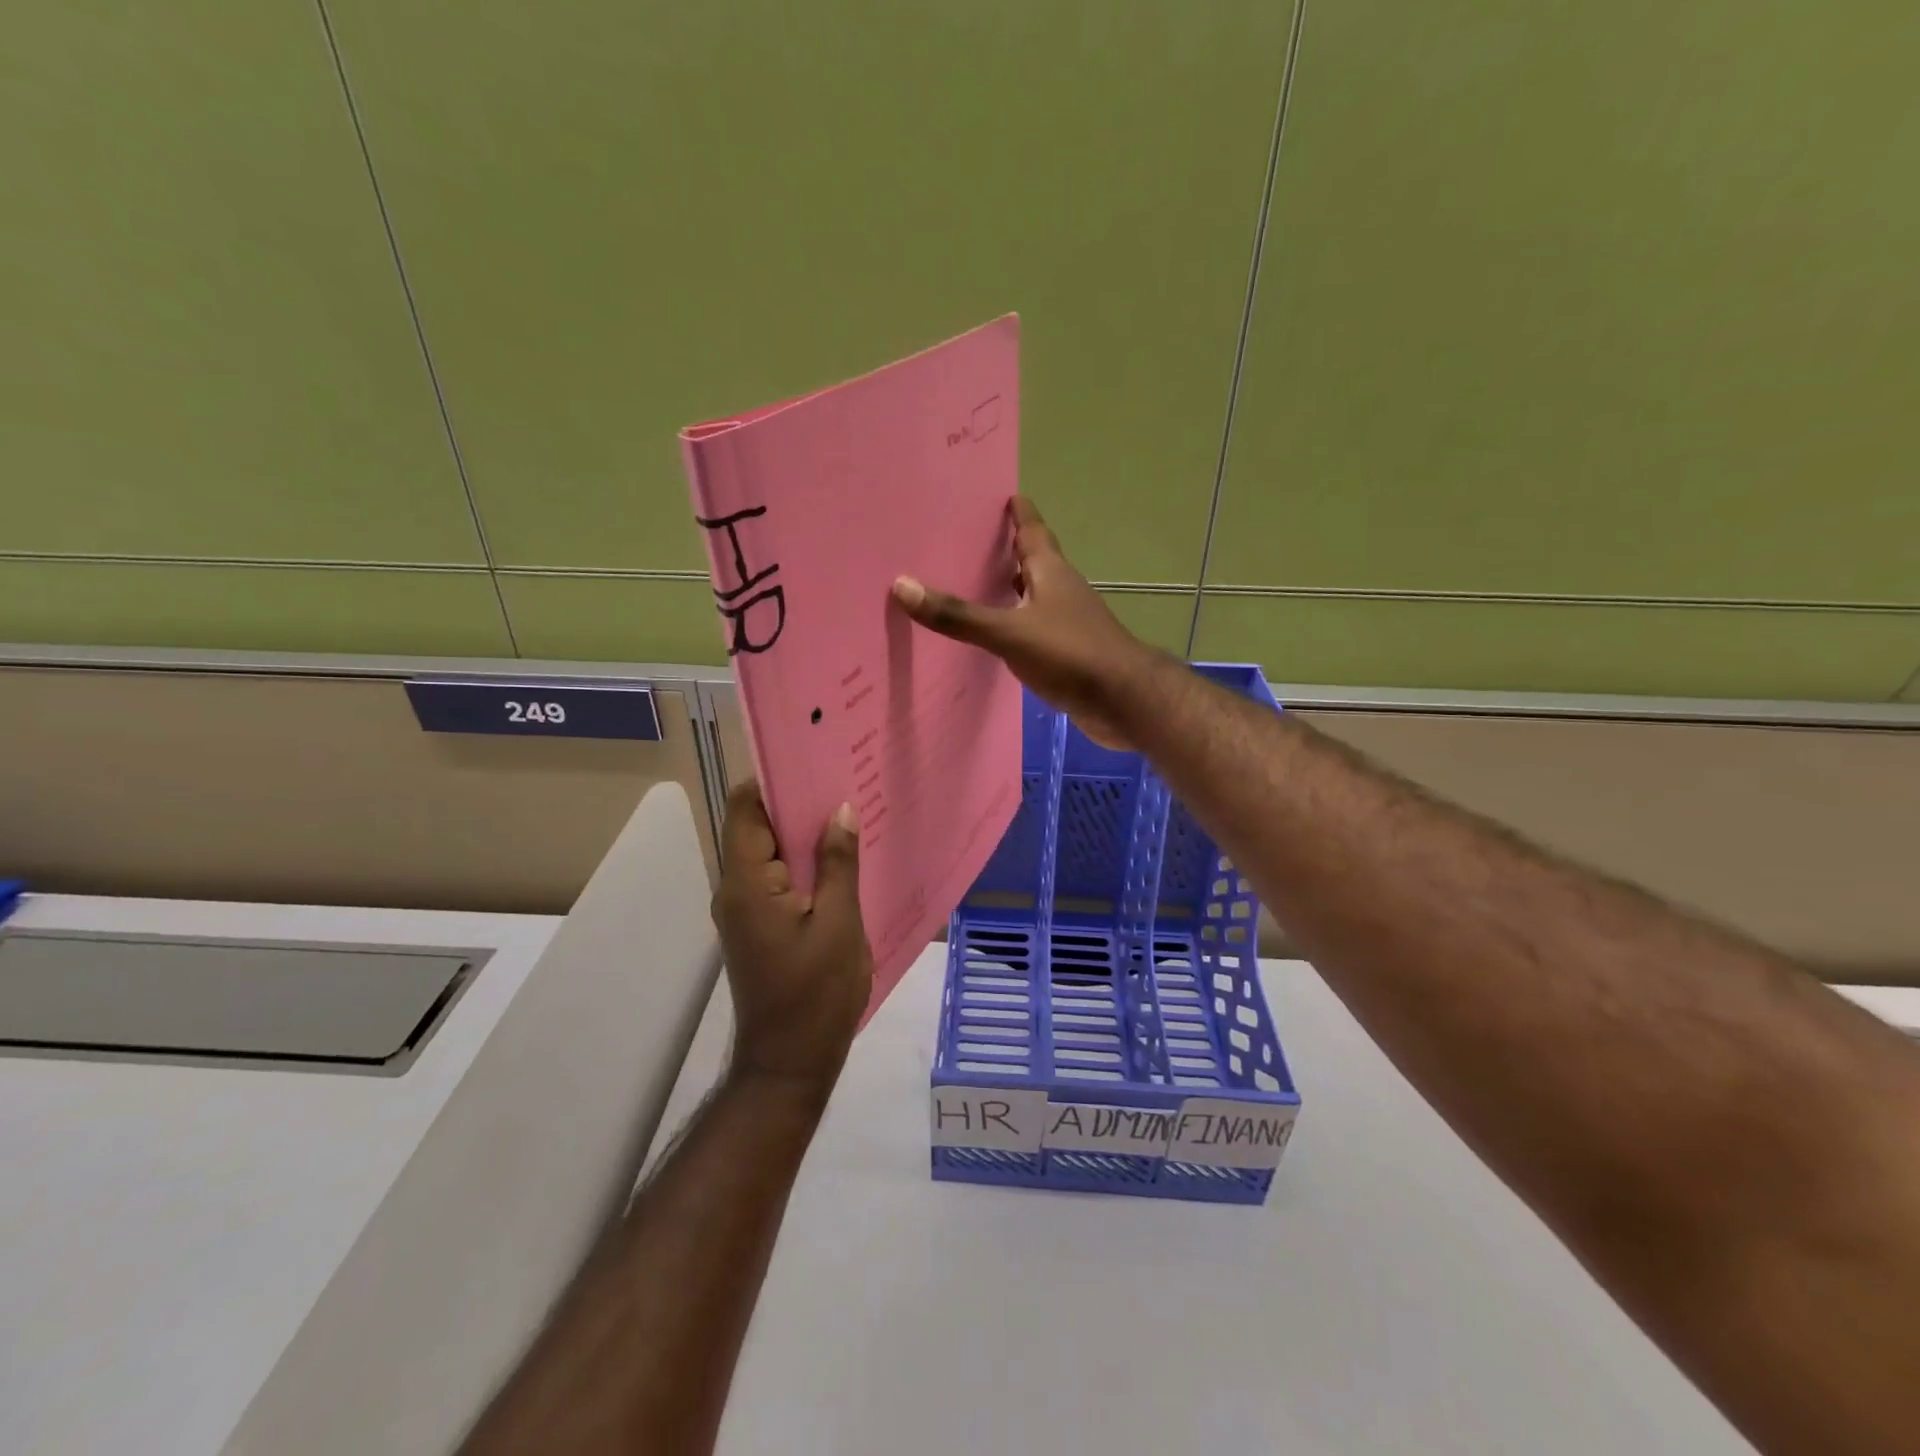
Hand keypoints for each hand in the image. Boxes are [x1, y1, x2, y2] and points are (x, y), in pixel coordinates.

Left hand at [711, 781, 872, 1100]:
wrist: (790, 1065)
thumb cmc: (815, 995)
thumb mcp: (839, 925)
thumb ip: (838, 863)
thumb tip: (840, 810)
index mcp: (747, 882)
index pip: (746, 807)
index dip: (775, 777)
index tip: (815, 756)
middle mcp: (736, 888)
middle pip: (758, 825)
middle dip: (798, 801)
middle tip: (846, 776)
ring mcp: (745, 909)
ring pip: (772, 851)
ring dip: (805, 832)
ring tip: (851, 809)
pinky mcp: (759, 925)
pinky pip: (779, 877)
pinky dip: (806, 862)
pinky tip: (843, 857)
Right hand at [892, 496, 1157, 749]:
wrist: (1123, 701)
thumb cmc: (1070, 653)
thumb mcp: (1009, 631)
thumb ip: (959, 615)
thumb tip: (902, 585)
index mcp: (1050, 571)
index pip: (1031, 528)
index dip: (1016, 510)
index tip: (997, 493)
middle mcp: (1059, 589)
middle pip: (1030, 560)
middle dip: (1002, 549)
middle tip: (963, 541)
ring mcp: (1066, 622)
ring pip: (1030, 596)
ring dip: (1006, 589)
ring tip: (968, 586)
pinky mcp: (1067, 652)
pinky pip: (1032, 629)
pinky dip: (1012, 626)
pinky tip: (991, 638)